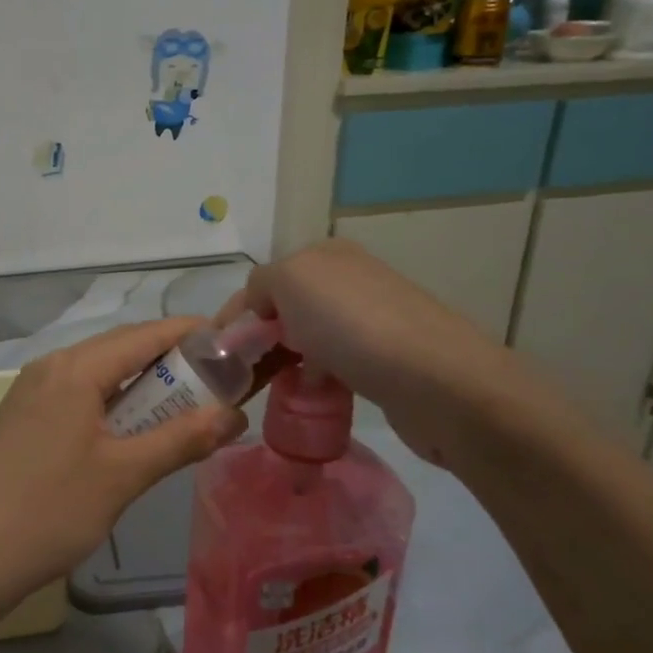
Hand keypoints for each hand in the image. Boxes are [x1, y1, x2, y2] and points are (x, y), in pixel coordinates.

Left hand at [0, 318, 245, 628]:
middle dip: (172, 363)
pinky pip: (79, 399)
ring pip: (99, 376)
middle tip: (219, 387)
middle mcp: (50, 368)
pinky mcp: (22, 422)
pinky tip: (132, 437)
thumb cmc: (48, 510)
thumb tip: (235, 415)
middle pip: (122, 350)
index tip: (236, 346)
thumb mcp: (123, 475)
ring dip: (143, 388)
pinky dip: (114, 408)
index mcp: (75, 368)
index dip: (193, 335)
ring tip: (185, 413)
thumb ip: (181, 439)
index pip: (146, 334)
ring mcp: (31, 395)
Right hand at [222, 239, 558, 468]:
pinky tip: (310, 396)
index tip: (215, 354)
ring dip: (285, 362)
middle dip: (259, 339)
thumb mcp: (290, 281)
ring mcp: (371, 320)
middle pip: (286, 310)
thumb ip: (261, 284)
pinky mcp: (386, 359)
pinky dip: (315, 379)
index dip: (235, 314)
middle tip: (239, 375)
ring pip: (308, 339)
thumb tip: (261, 308)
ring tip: (268, 390)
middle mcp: (350, 281)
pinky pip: (334, 365)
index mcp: (326, 256)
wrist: (437, 381)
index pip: (264, 281)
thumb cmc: (353, 325)